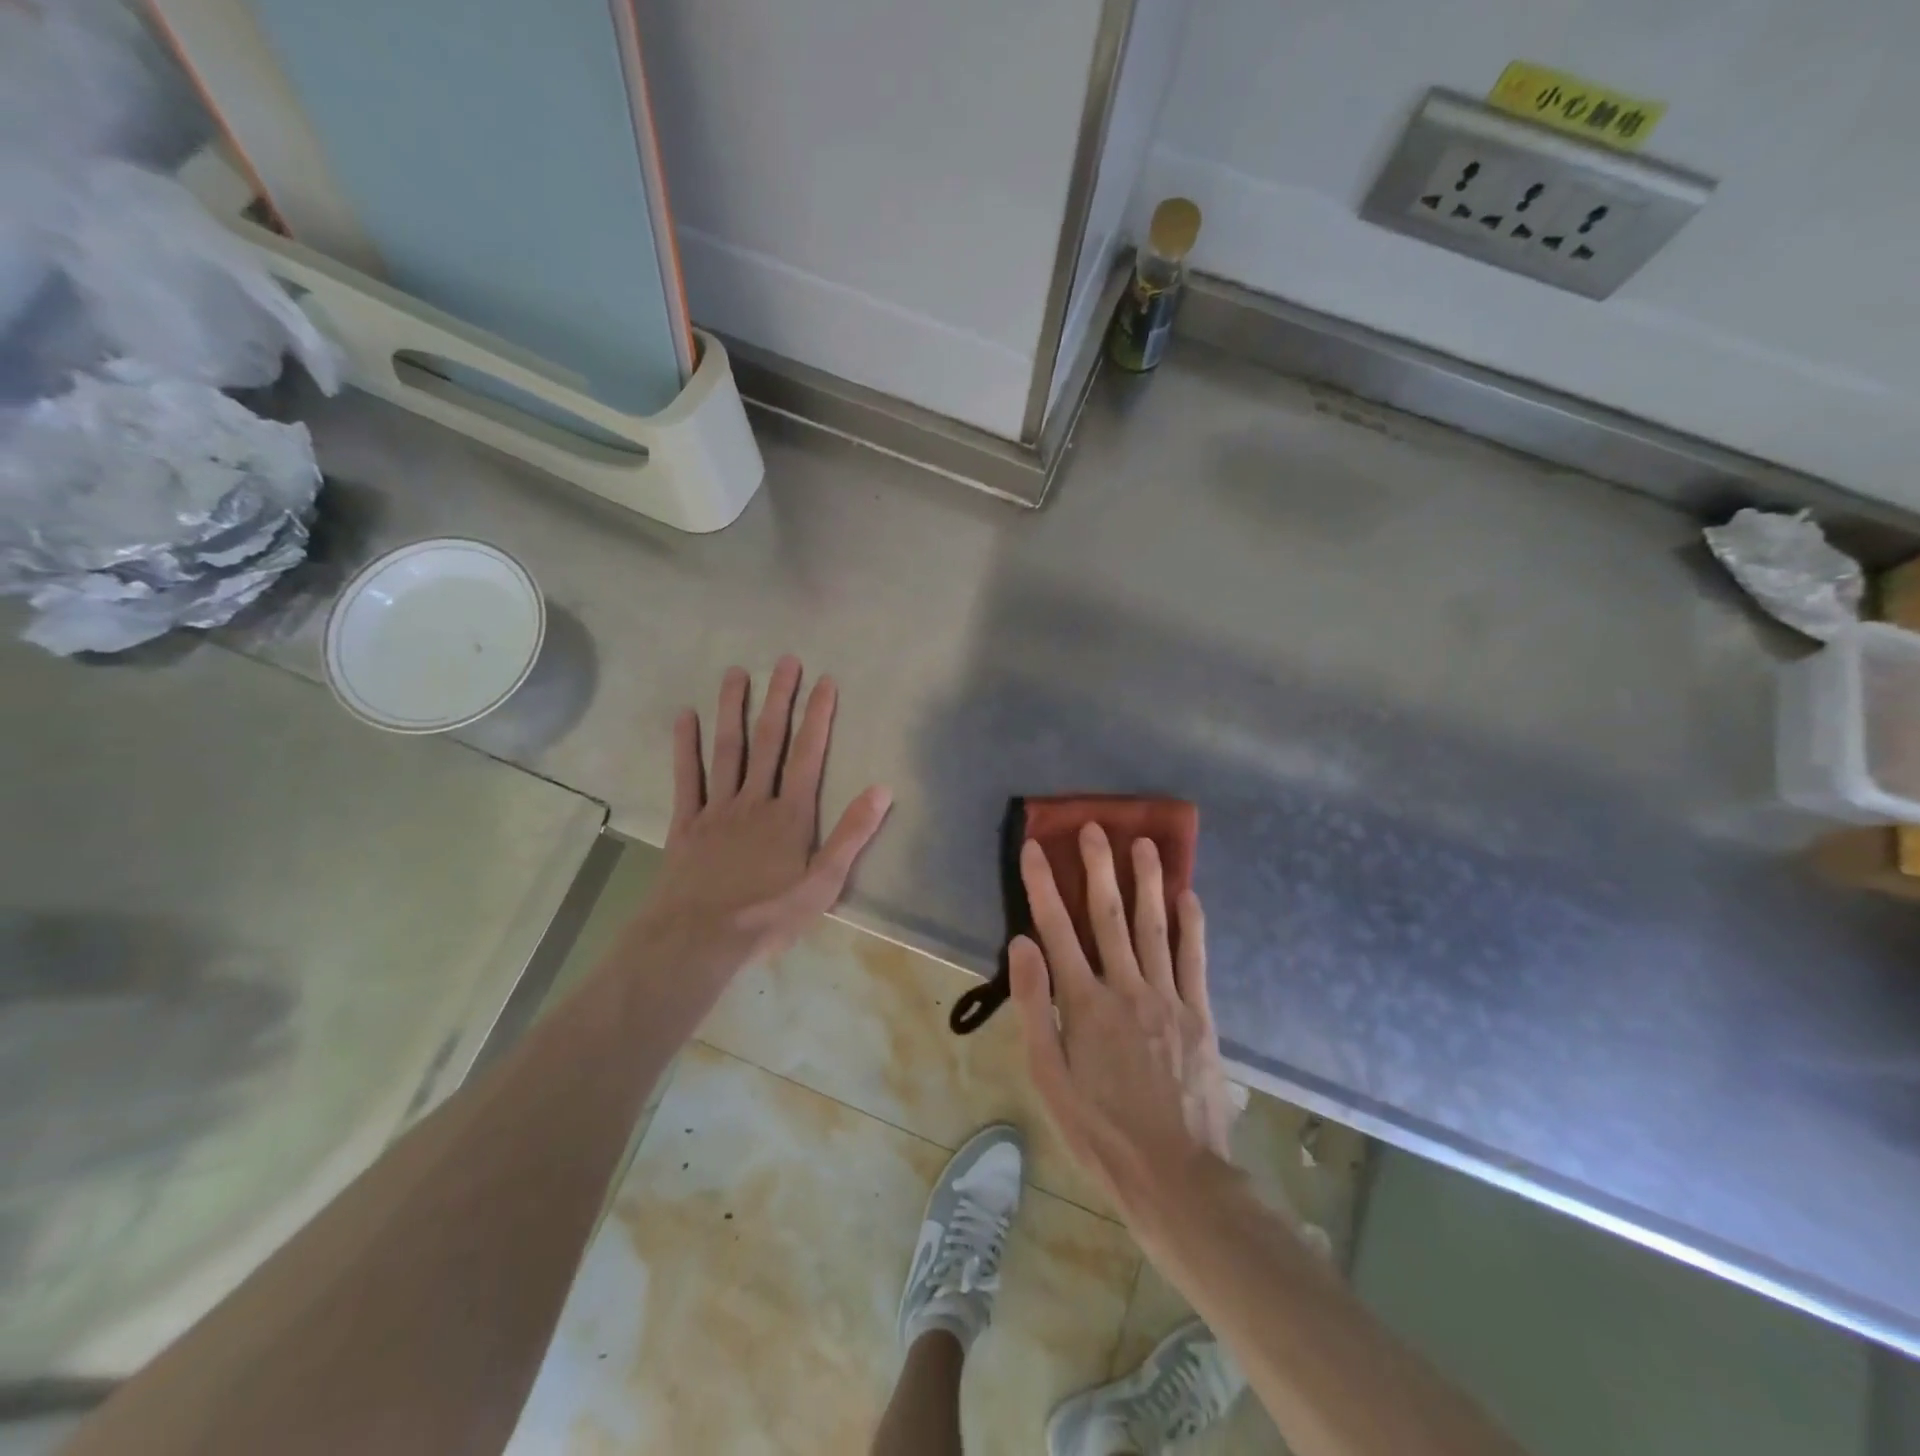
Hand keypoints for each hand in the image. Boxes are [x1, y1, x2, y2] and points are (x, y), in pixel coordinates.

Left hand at [637, 657, 891, 974]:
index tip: (824, 681)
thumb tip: (882, 789)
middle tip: (785, 661)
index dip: (818, 717)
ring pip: (727, 750)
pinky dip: (685, 747)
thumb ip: (852, 834)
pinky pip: (686, 778)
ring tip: (736, 673)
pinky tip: (685, 717)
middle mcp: (755, 800)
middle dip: (779, 699)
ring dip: (733, 710)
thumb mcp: (824, 883)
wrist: (699, 939)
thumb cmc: (768, 915)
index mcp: (790, 814)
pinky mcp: (686, 824)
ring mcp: (717, 809)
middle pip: (769, 741)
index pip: (808, 755)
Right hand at [1009, 825, 1237, 1219]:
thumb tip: (1021, 944)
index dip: (1042, 884)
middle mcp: (1126, 987)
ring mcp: (1167, 997)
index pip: (1056, 928)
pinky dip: (1192, 924)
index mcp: (1083, 1003)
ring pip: (1154, 926)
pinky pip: (1195, 958)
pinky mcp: (1199, 1013)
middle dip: (1098, 867)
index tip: (1034, 847)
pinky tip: (1189, 895)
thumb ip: (1035, 1006)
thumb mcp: (1049, 1078)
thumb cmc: (1100, 1131)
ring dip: (1147, 881)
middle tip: (1095, 827)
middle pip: (1108, 915)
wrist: (1176, 1176)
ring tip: (1144, 843)